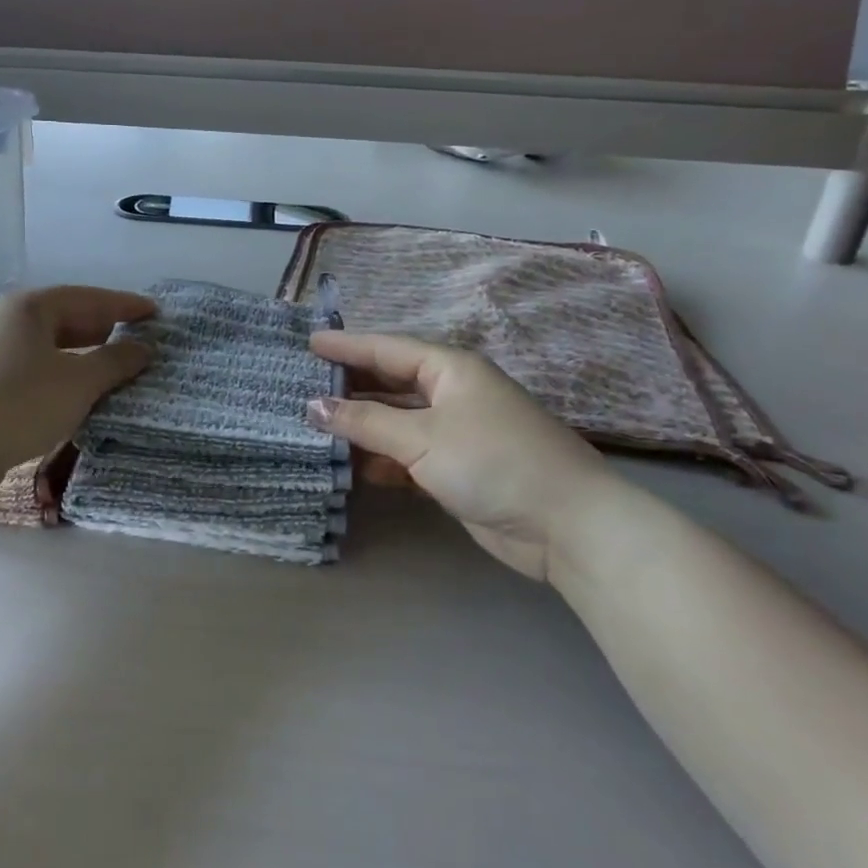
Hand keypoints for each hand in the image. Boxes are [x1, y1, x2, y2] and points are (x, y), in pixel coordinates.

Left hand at [0, 286, 155, 474]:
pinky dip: (59, 379)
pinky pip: (32, 373)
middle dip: (104, 330)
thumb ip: (115, 362)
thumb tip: (143, 349)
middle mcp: (4, 322)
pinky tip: (74, 397)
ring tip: (113, 371)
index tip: (156, 312)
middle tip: (138, 341)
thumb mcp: (78, 382)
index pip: (88, 297)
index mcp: (28, 307)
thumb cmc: (17, 403)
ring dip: (82, 358)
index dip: (125, 305)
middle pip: (65, 319)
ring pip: (47, 349)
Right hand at [307, 330, 622, 581]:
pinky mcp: (457, 468)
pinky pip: (408, 454)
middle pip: (390, 382)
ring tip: (314, 427)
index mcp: (450, 368)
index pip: (386, 348)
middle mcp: (452, 393)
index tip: (308, 342)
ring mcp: (456, 432)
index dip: (346, 345)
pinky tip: (353, 468)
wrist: (565, 524)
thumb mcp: (422, 438)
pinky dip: (382, 459)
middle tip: (303, 385)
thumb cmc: (493, 461)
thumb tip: (313, 407)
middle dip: (350, 385)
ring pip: (397, 421)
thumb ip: (365, 422)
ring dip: (362, 427)